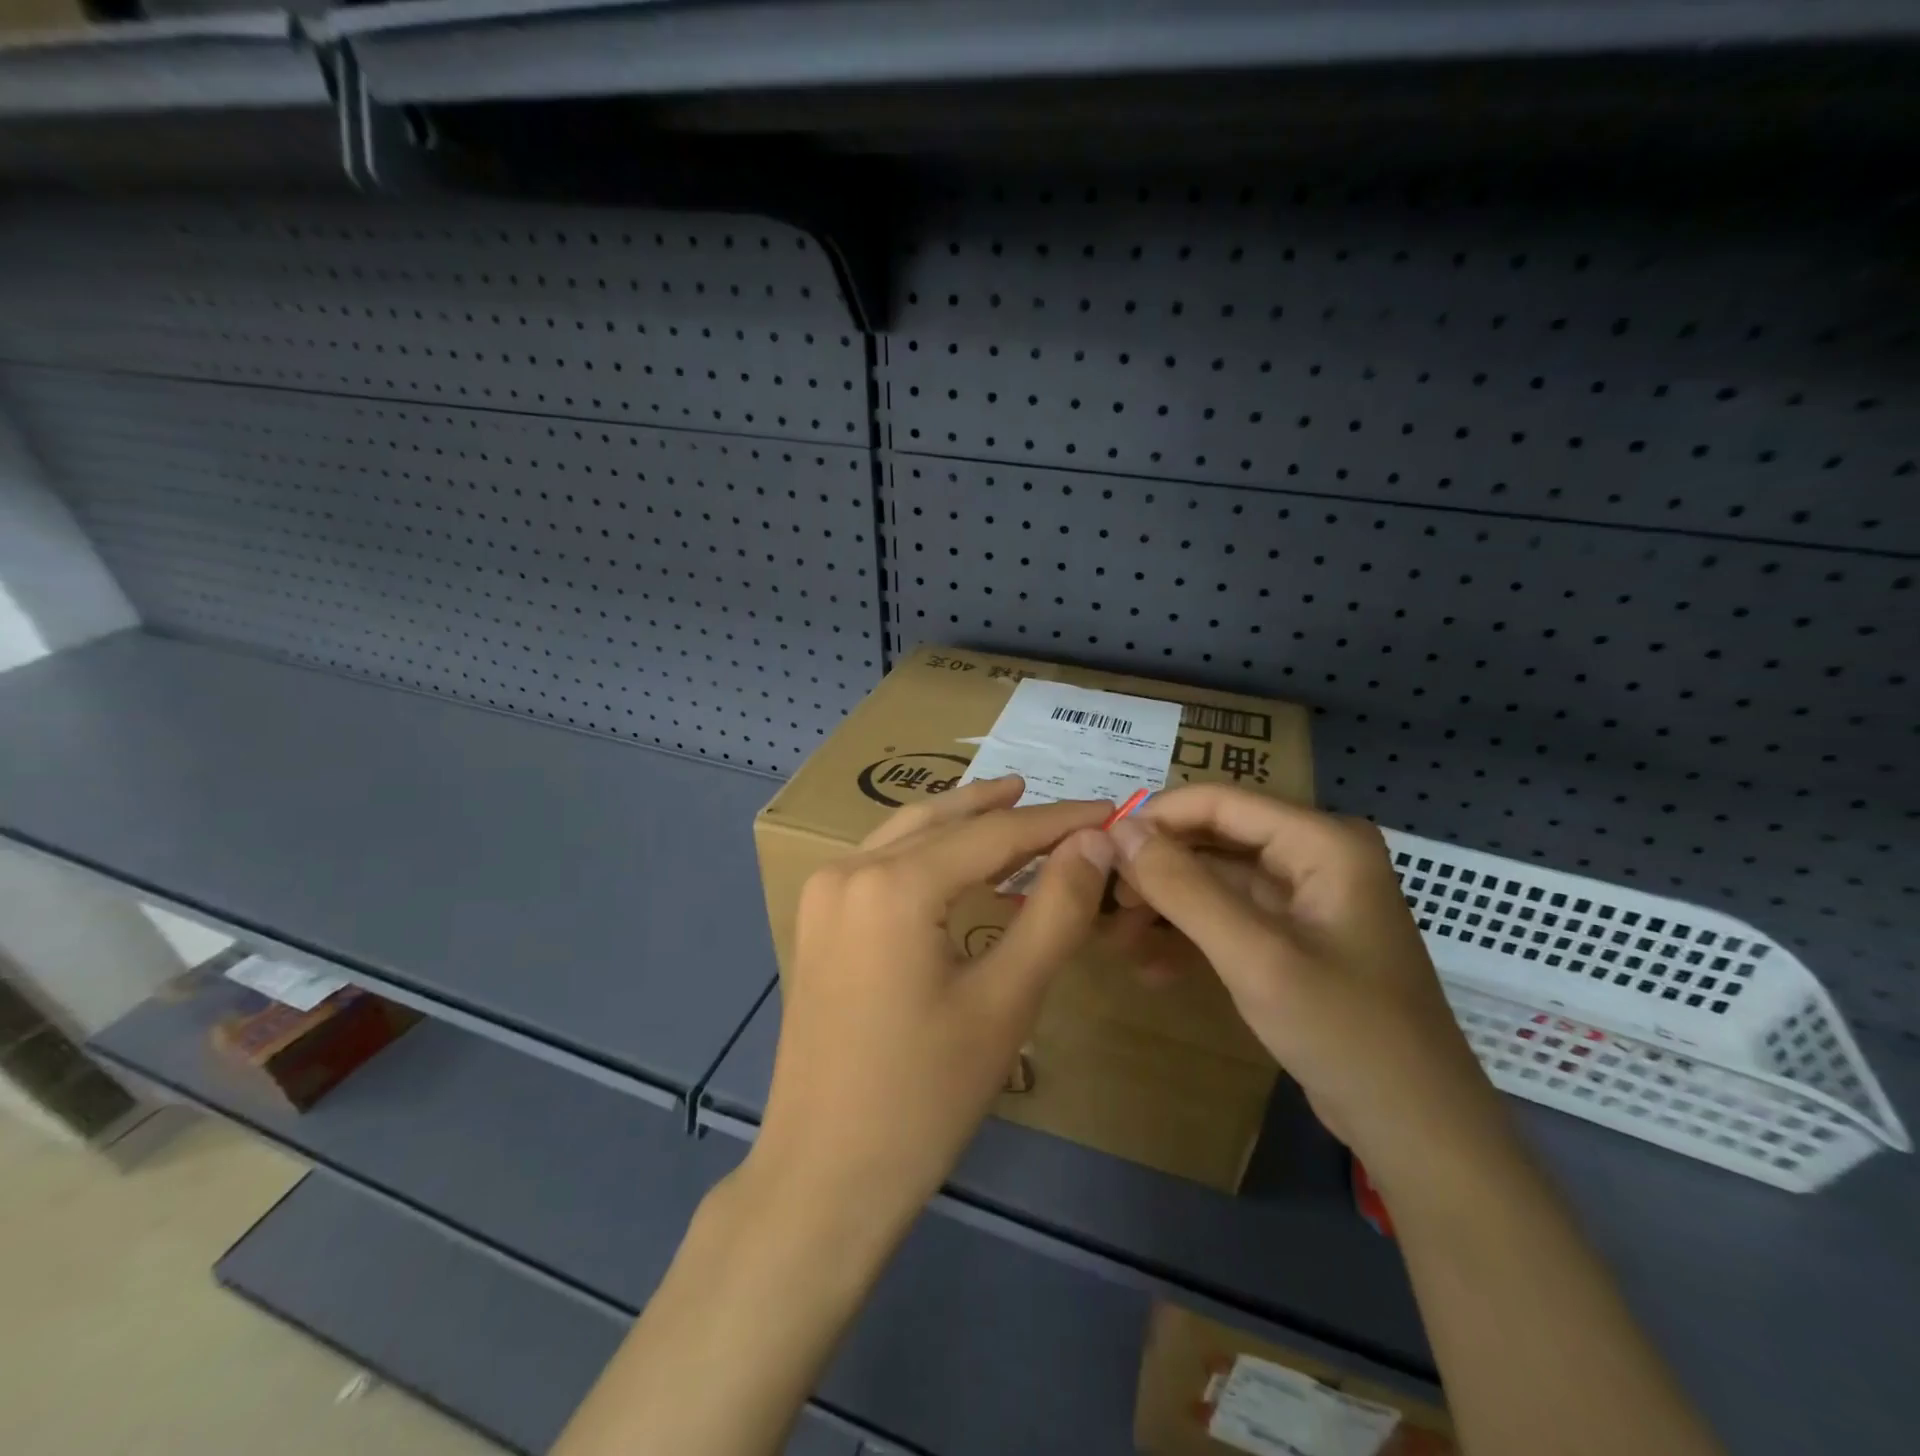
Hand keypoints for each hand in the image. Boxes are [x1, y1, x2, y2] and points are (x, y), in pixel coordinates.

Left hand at [750, 776, 1115, 1234]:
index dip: (1058, 821)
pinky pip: (882, 863)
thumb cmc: (925, 1095)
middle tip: (1066, 806)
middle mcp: (849, 869)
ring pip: (907, 834)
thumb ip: (1055, 910)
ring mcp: (824, 893)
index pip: (994, 834)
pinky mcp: (817, 920)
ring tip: (1012, 804)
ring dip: (963, 821)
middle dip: (1008, 810)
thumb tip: (1095, 842)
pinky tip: (958, 860)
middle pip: (945, 823)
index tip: (1109, 810)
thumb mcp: (1006, 1000)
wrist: (824, 1175)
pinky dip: (928, 851)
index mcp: (893, 884)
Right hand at [1109, 785, 1514, 1187]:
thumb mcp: (1255, 956)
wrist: (1418, 1131)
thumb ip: (1184, 888)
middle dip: (1158, 868)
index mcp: (1322, 841)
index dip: (1156, 819)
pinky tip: (1153, 967)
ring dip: (1168, 905)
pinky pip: (1231, 916)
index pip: (1219, 802)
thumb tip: (1119, 830)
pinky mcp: (1296, 936)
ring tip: (1118, 938)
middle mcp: (1316, 855)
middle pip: (1215, 839)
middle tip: (1106, 903)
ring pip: (1217, 879)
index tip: (1100, 852)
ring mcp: (1306, 898)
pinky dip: (1192, 935)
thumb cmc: (1345, 1033)